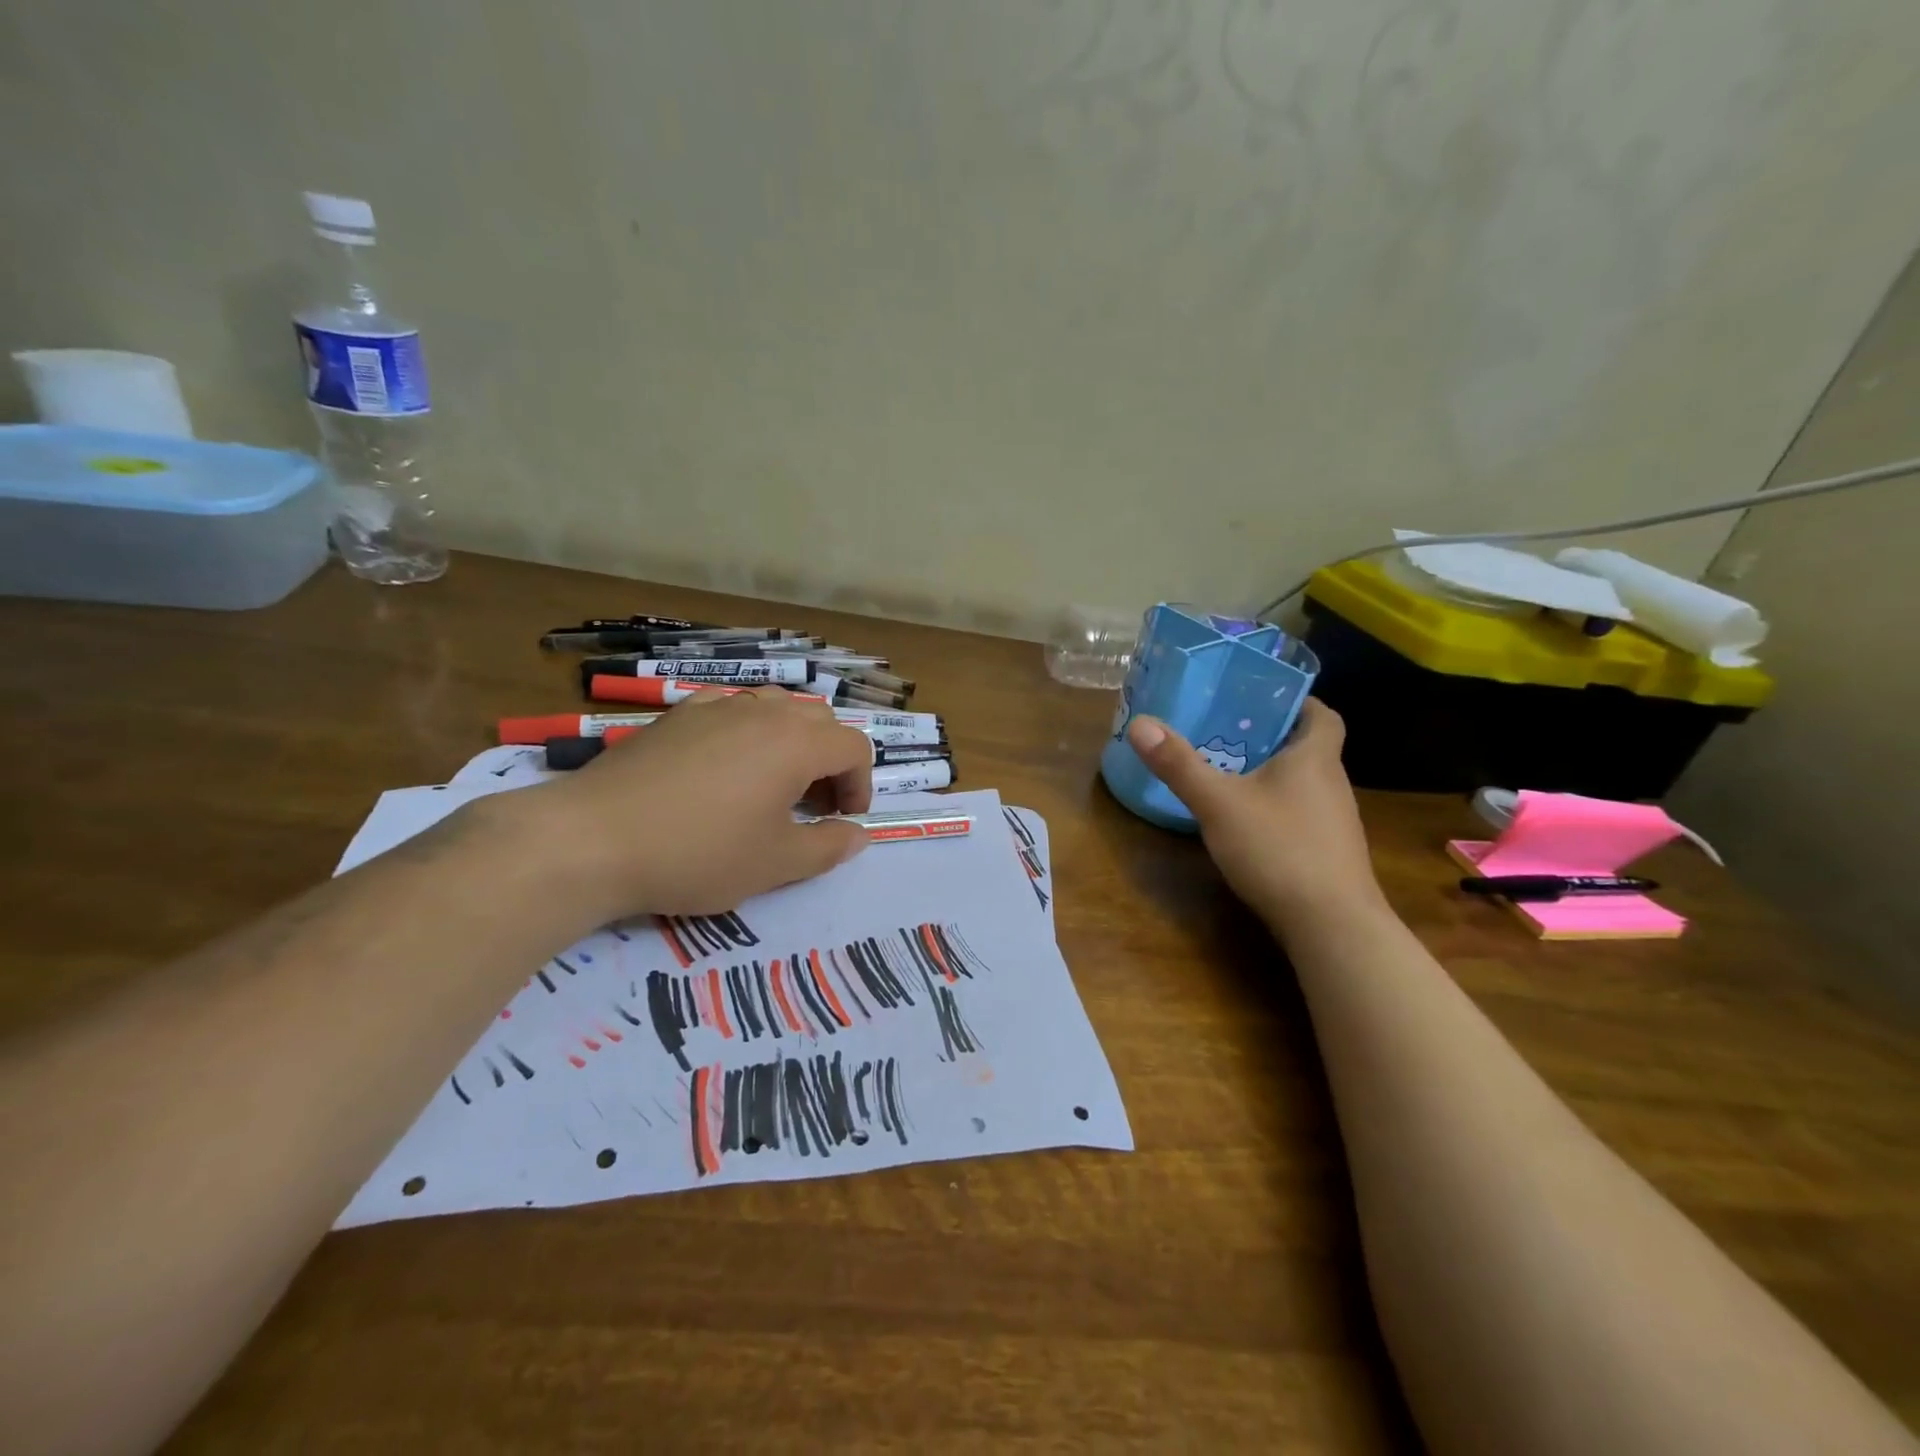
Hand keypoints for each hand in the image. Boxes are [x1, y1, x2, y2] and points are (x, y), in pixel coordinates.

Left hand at [509, 689, 874, 919]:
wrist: (594, 839)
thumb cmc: (698, 853)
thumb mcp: (776, 864)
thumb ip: (829, 847)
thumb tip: (861, 835)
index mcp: (796, 743)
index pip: (854, 748)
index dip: (860, 784)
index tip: (842, 820)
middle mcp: (763, 712)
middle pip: (820, 721)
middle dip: (830, 761)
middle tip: (813, 805)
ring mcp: (716, 707)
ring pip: (776, 707)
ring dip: (792, 741)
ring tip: (773, 783)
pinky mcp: (678, 715)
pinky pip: (731, 708)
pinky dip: (747, 730)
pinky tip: (725, 763)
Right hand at [1125, 699, 1382, 934]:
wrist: (1332, 926)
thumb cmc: (1279, 849)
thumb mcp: (1218, 803)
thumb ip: (1179, 764)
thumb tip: (1140, 723)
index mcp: (1315, 759)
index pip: (1322, 715)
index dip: (1297, 702)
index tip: (1262, 699)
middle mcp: (1333, 785)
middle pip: (1308, 749)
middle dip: (1271, 737)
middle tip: (1227, 732)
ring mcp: (1335, 824)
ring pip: (1304, 785)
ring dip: (1273, 776)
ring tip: (1229, 774)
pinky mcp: (1329, 855)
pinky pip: (1302, 816)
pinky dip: (1277, 810)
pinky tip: (1248, 826)